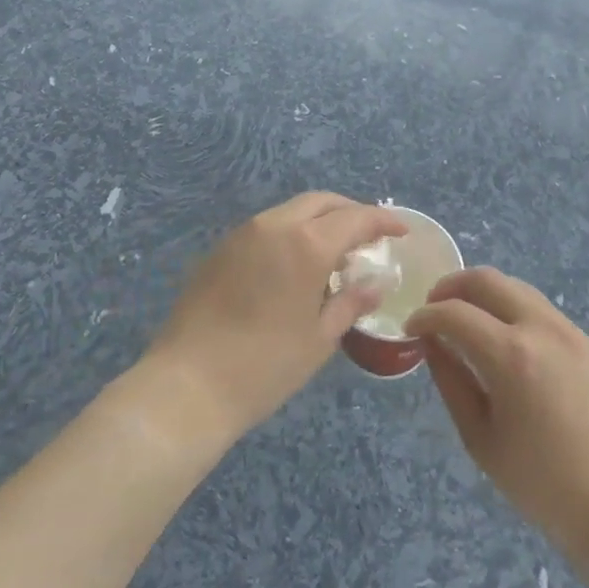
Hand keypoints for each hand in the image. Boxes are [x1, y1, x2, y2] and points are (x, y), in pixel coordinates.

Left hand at [145, 193, 405, 440]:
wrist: (187, 385)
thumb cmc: (265, 366)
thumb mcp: (319, 338)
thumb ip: (351, 302)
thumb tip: (376, 284)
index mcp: (306, 244)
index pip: (355, 218)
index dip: (382, 221)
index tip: (401, 231)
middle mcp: (275, 226)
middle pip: (321, 201)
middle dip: (350, 212)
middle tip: (369, 235)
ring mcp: (243, 234)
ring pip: (291, 210)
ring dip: (319, 220)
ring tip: (334, 251)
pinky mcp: (221, 248)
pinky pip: (266, 226)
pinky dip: (291, 232)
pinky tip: (295, 263)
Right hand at [407, 268, 588, 562]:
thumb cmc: (541, 482)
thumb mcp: (480, 438)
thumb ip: (451, 382)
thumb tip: (431, 344)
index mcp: (511, 355)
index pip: (454, 313)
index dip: (425, 316)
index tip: (409, 329)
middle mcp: (539, 327)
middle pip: (486, 279)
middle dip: (451, 286)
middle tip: (432, 308)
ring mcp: (566, 328)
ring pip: (513, 285)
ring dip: (481, 292)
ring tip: (462, 317)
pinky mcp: (582, 338)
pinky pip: (535, 304)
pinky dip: (508, 305)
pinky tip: (498, 333)